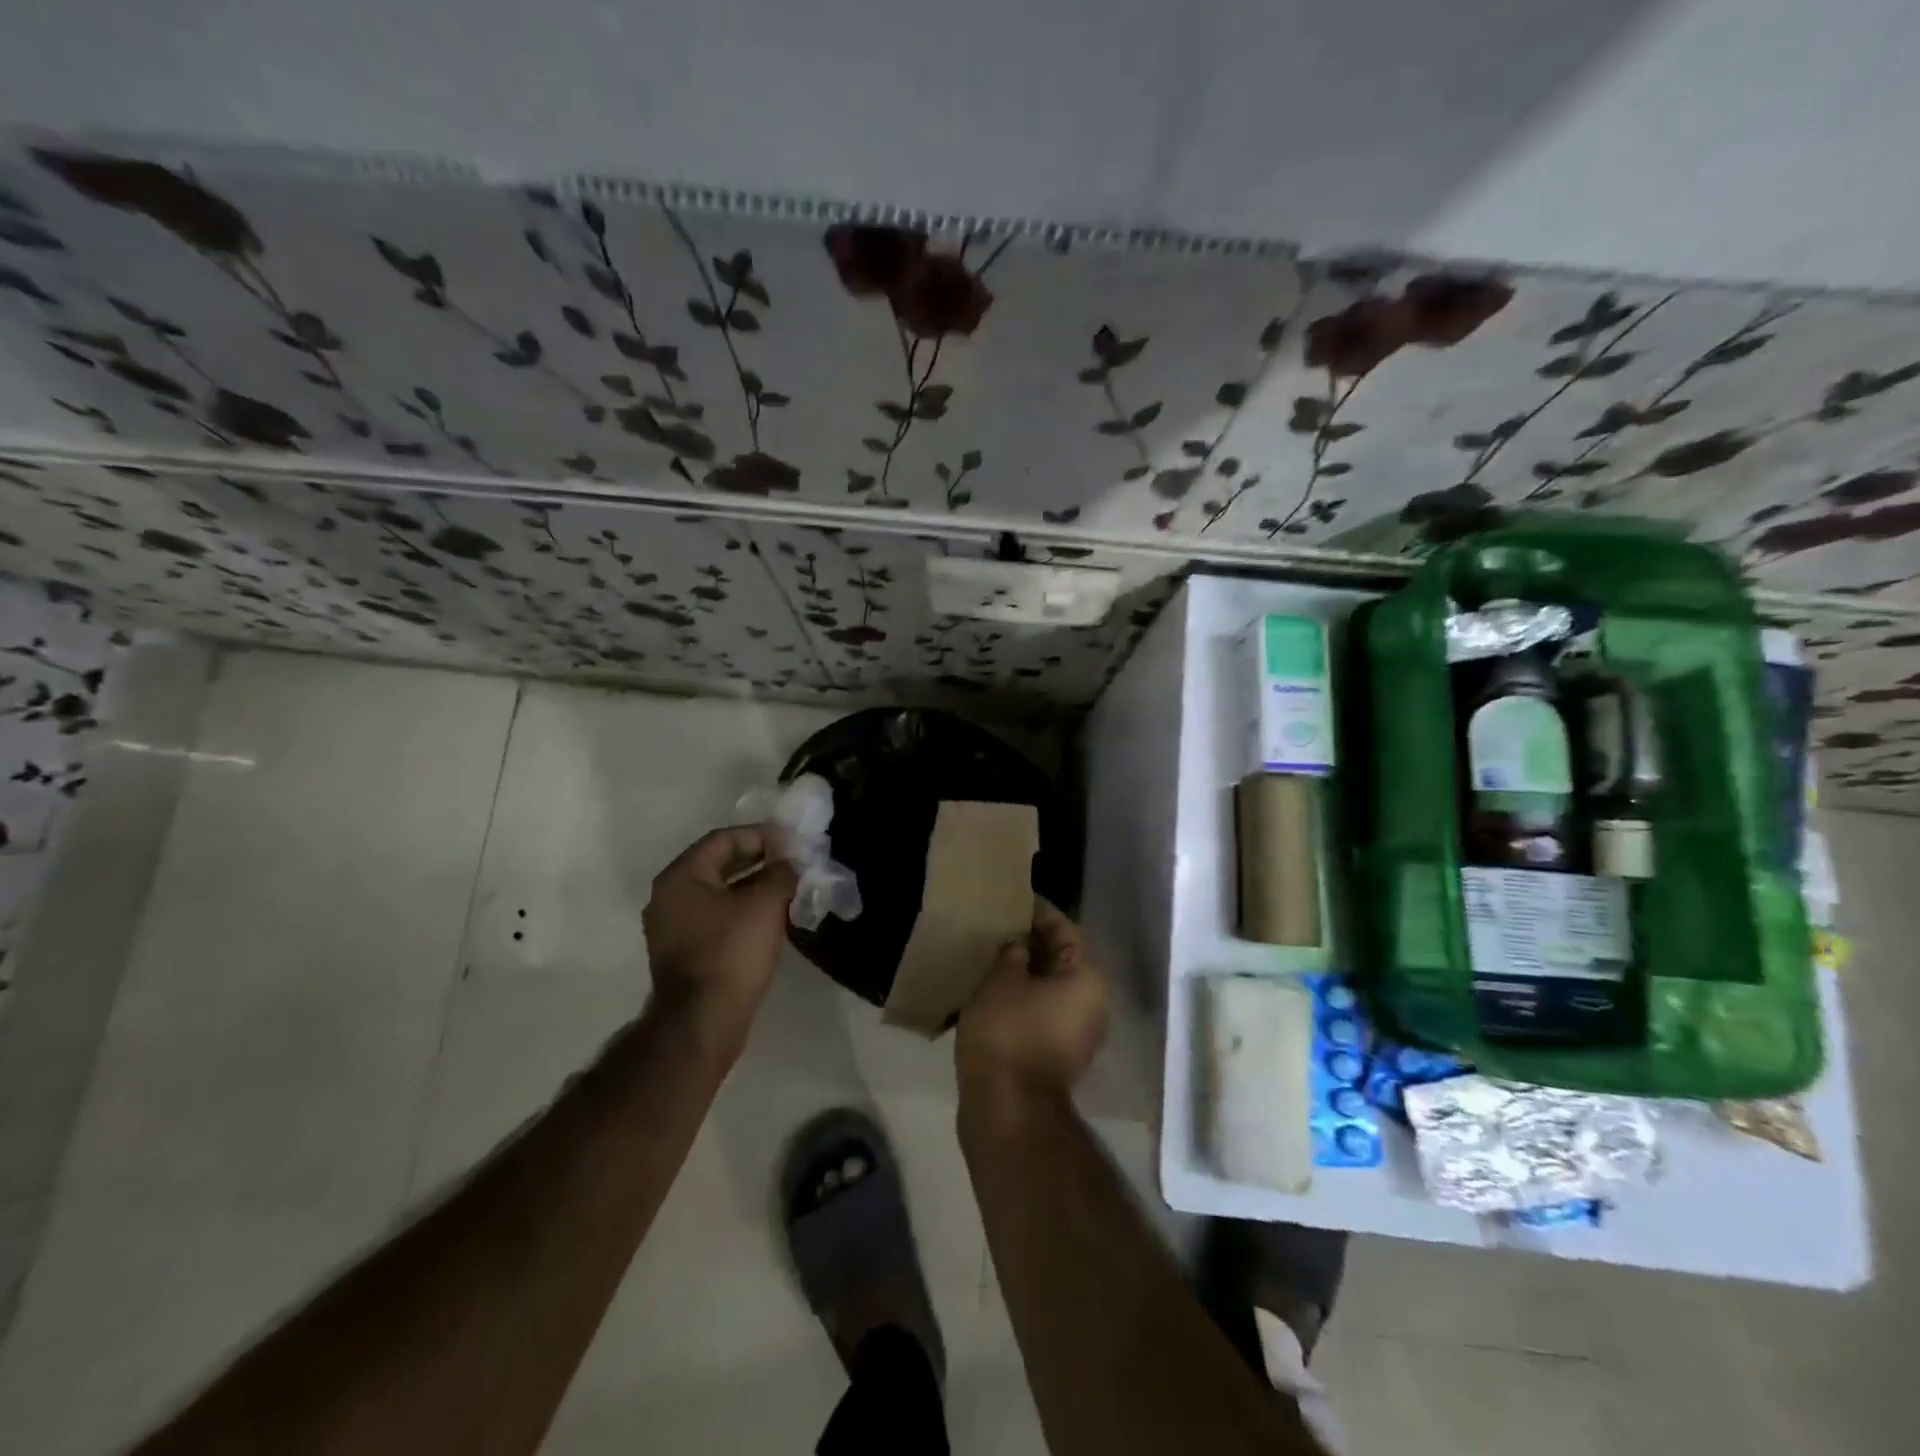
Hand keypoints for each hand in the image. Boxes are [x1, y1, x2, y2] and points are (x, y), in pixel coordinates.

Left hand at [642, 825, 798, 1044]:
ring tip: (788, 887)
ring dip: (753, 886)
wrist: (703, 1021)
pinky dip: (742, 909)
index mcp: (681, 876)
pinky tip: (771, 917)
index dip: (761, 835)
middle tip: (793, 862)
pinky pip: (716, 916)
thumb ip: (780, 872)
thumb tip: (788, 862)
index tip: (792, 841)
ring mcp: (672, 926)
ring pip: (719, 892)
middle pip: (719, 864)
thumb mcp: (765, 904)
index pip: (724, 839)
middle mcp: (669, 896)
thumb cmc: (732, 952)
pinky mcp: (683, 951)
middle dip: (759, 860)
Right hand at [956, 898, 1109, 1105]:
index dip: (1038, 912)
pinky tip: (993, 986)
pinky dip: (1022, 994)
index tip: (1012, 899)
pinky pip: (1042, 1008)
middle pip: (1062, 957)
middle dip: (1030, 940)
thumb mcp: (1002, 980)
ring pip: (1051, 985)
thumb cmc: (1008, 1034)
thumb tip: (1019, 942)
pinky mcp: (1058, 1051)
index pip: (1065, 929)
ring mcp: (1078, 1030)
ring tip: (991, 952)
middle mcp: (1092, 1002)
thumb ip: (1012, 951)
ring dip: (1025, 969)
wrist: (1007, 1110)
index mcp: (1087, 978)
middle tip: (998, 924)